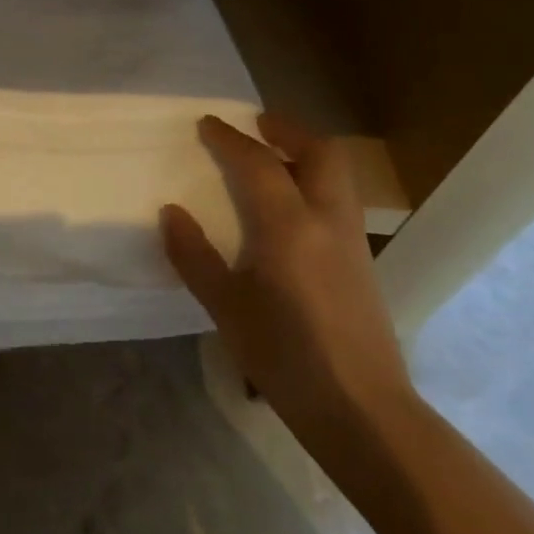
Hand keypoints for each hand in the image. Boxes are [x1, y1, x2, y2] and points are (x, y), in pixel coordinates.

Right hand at [161, 114, 416, 465]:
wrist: (361, 409)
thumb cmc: (284, 357)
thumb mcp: (225, 307)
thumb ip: (194, 256)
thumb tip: (171, 212)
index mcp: (289, 225)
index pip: (258, 163)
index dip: (230, 139)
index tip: (207, 124)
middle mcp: (327, 220)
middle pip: (320, 152)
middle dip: (288, 130)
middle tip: (257, 125)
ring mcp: (352, 240)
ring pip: (337, 174)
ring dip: (305, 153)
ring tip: (272, 158)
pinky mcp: (363, 262)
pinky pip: (339, 200)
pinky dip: (315, 182)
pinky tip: (290, 209)